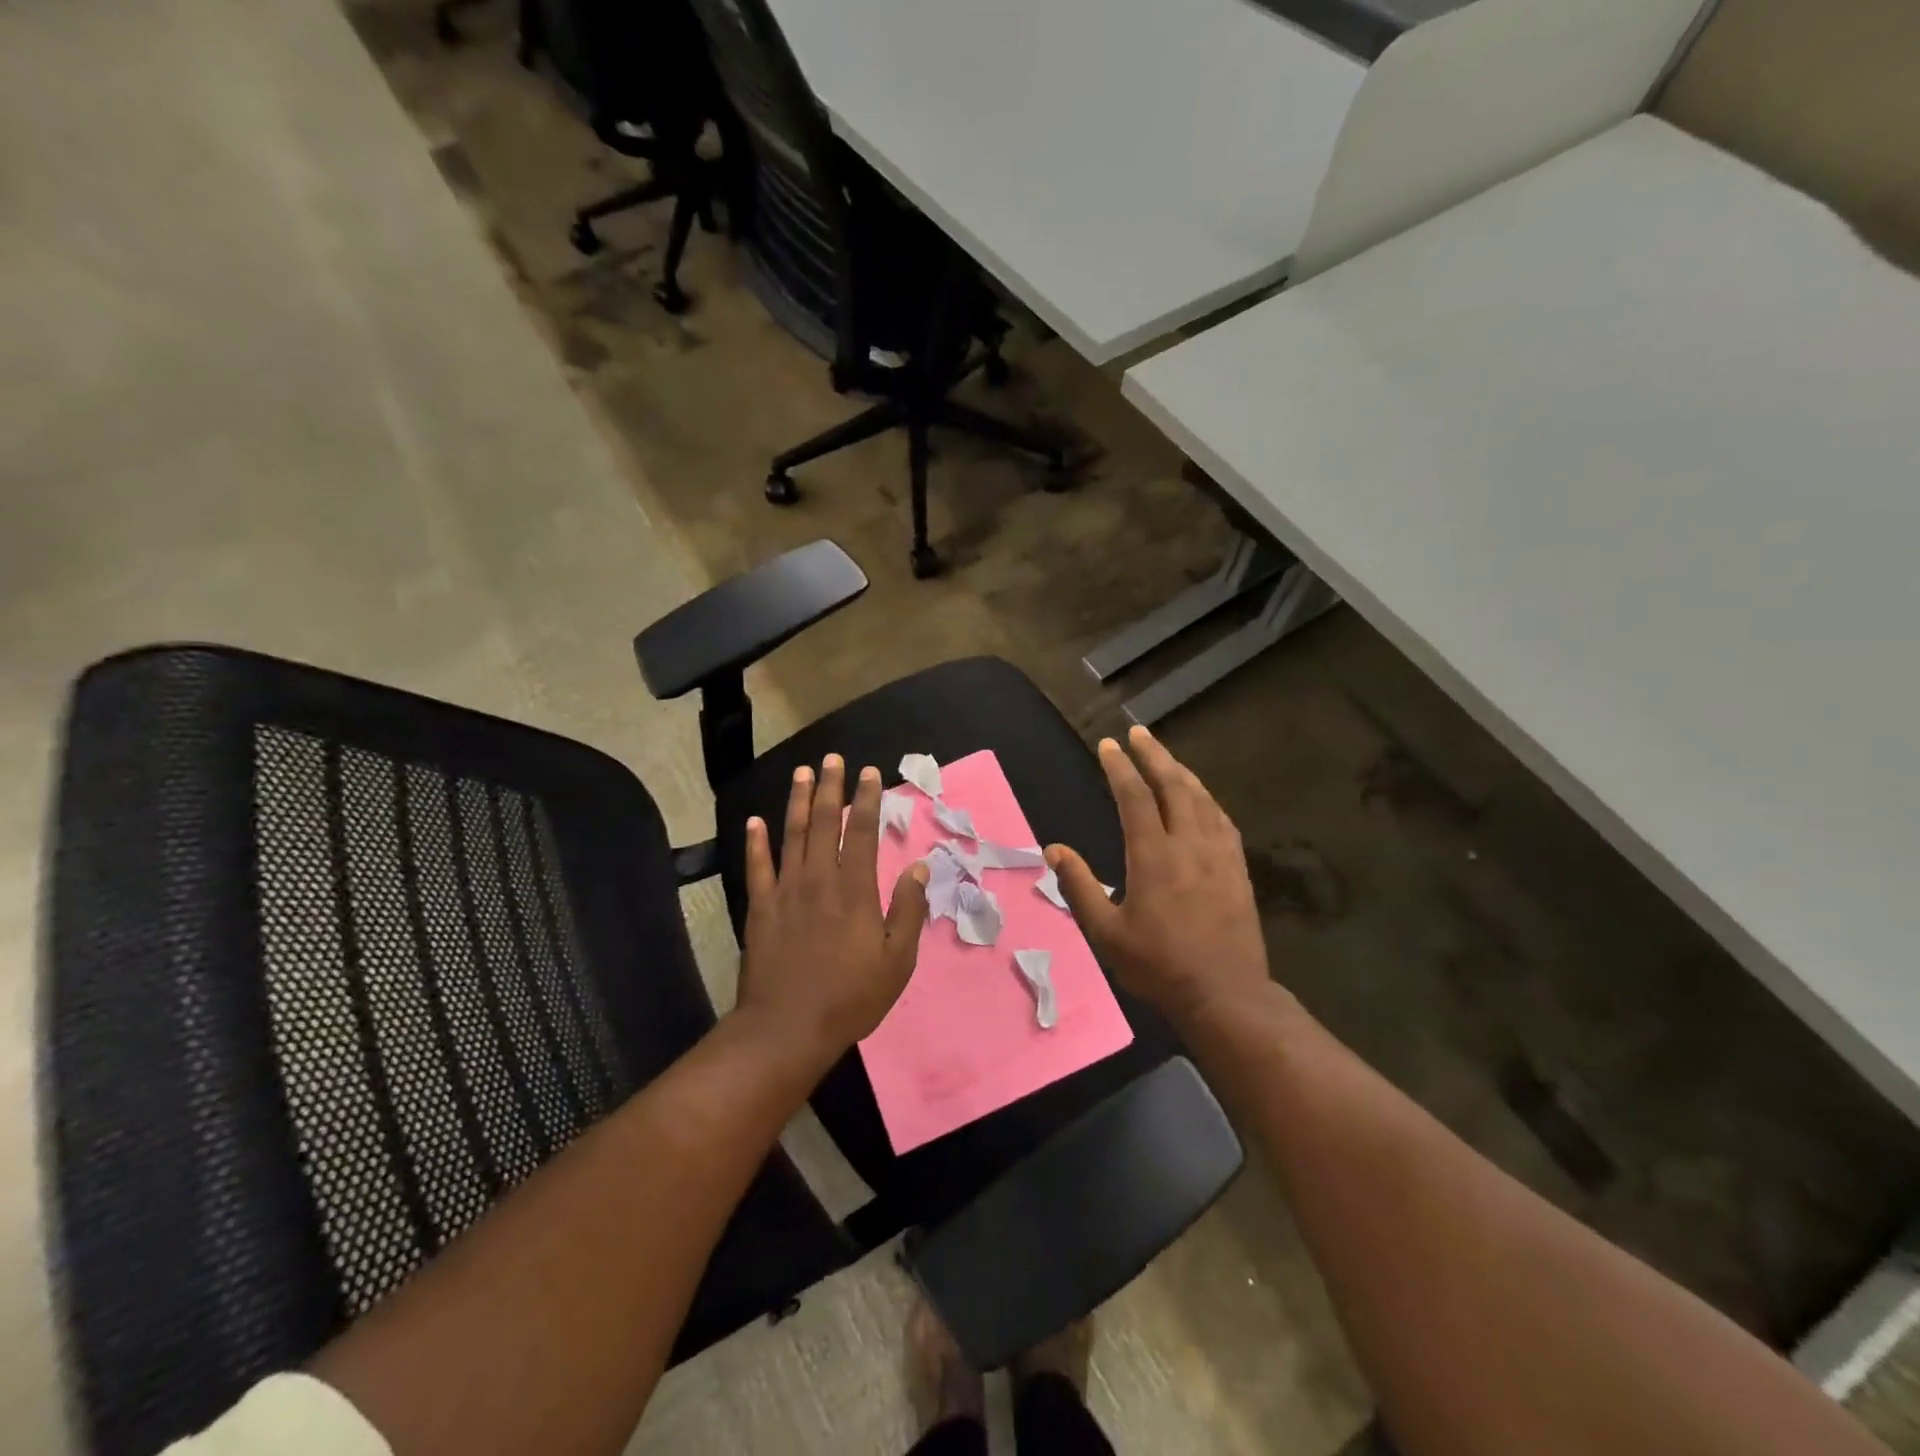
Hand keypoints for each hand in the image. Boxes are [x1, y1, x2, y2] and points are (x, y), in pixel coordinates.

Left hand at [737, 755, 930, 1065]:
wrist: (787, 1028)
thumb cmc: (850, 997)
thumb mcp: (897, 960)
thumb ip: (909, 910)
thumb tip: (920, 867)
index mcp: (855, 891)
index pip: (863, 833)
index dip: (867, 800)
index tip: (869, 773)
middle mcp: (820, 880)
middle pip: (825, 823)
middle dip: (830, 788)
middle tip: (833, 759)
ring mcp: (786, 892)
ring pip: (792, 836)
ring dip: (798, 802)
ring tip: (802, 773)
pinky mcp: (760, 909)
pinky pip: (758, 867)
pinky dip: (756, 842)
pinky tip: (756, 821)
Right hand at [1046, 726, 1271, 1027]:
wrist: (1225, 994)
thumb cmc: (1158, 965)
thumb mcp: (1106, 932)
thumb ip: (1079, 886)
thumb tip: (1053, 850)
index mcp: (1153, 855)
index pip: (1134, 797)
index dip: (1120, 767)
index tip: (1108, 745)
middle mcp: (1188, 844)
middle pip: (1173, 785)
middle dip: (1154, 755)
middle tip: (1139, 733)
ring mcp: (1218, 855)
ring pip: (1201, 799)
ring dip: (1181, 772)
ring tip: (1166, 757)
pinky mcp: (1237, 869)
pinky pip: (1222, 821)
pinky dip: (1207, 800)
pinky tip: (1202, 799)